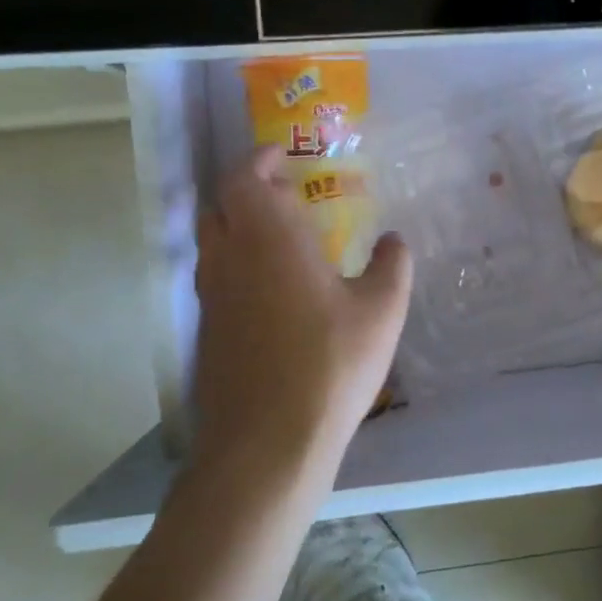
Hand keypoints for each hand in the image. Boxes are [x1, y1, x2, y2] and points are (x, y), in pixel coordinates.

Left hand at [190, 147, 411, 475]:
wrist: (266, 445)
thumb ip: (392, 265)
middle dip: (246, 190)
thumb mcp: (383, 309)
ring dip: (240, 227)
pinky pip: (217, 279)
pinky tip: (276, 290)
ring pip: (213, 244)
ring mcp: (212, 300)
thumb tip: (392, 240)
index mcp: (268, 240)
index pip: (244, 179)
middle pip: (219, 207)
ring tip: (284, 237)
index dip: (259, 160)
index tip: (284, 155)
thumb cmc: (330, 364)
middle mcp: (230, 261)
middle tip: (286, 193)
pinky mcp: (209, 335)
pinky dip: (239, 264)